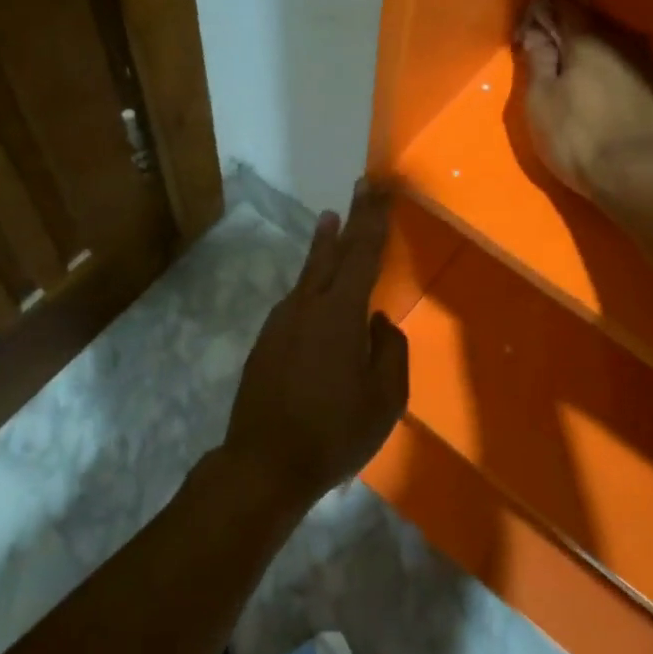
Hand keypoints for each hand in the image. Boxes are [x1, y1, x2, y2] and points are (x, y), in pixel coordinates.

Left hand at [222, 183, 408, 511]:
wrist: (262, 466)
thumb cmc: (333, 433)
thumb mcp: (384, 399)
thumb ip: (390, 351)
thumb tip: (378, 322)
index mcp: (339, 313)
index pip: (362, 253)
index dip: (372, 218)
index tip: (378, 187)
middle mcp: (307, 306)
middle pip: (333, 252)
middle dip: (350, 219)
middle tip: (360, 188)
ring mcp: (281, 323)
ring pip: (309, 275)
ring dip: (324, 247)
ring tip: (330, 223)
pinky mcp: (266, 342)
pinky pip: (296, 301)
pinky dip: (311, 284)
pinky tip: (316, 294)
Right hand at [516, 0, 652, 204]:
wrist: (627, 175)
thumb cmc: (573, 136)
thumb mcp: (540, 100)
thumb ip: (539, 60)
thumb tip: (538, 31)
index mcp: (587, 41)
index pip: (569, 3)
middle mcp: (619, 43)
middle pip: (593, 20)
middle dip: (574, 17)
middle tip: (556, 22)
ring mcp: (642, 65)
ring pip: (614, 40)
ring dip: (596, 39)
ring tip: (579, 48)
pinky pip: (627, 62)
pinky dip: (614, 61)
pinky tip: (606, 73)